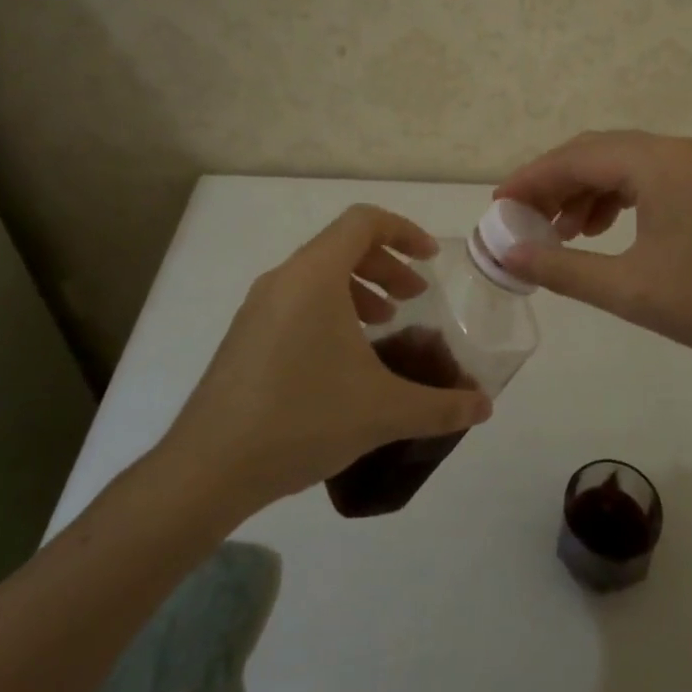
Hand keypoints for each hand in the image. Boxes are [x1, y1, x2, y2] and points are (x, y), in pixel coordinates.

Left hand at [154, 205, 491, 512]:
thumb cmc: (302, 419)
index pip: (364, 221)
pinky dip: (329, 308)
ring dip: (358, 288)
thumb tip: (484, 408)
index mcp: (315, 276)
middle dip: (386, 264)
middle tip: (414, 298)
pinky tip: (343, 358)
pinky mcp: (244, 336)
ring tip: (383, 324)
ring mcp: (257, 307)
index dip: (404, 231)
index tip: (430, 261)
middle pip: (342, 245)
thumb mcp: (383, 411)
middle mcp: (283, 279)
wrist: (207, 469)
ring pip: (317, 274)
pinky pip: (296, 300)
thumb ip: (440, 406)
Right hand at [495, 131, 691, 377]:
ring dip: (585, 193)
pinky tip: (603, 234)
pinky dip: (616, 200)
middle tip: (522, 221)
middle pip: (596, 153)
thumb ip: (562, 269)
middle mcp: (674, 150)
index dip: (530, 179)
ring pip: (622, 165)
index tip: (496, 206)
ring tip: (561, 234)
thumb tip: (507, 256)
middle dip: (554, 184)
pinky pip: (647, 179)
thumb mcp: (629, 289)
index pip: (575, 157)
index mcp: (654, 161)